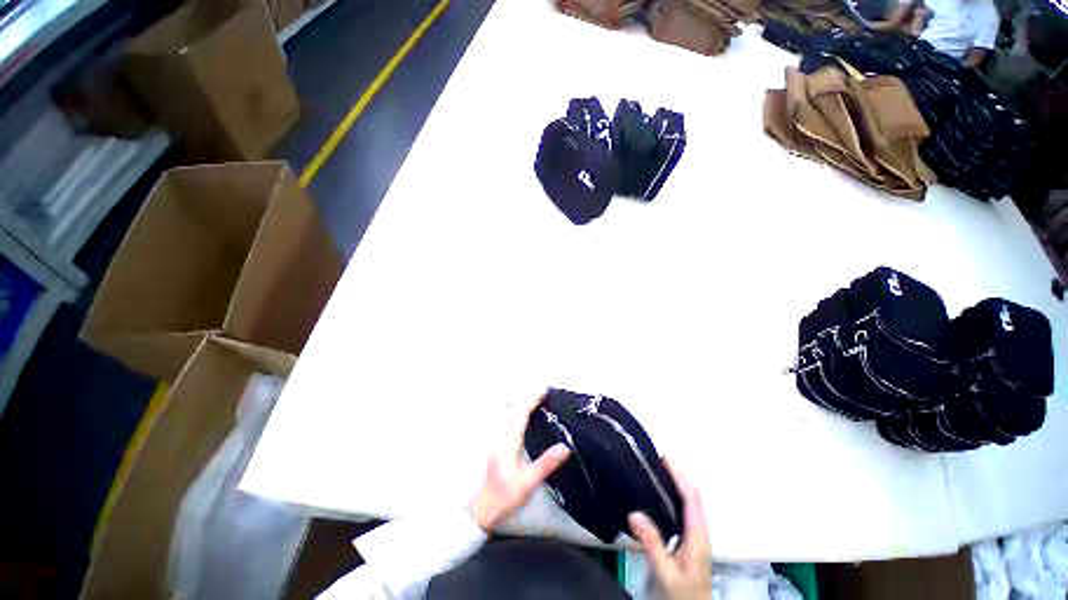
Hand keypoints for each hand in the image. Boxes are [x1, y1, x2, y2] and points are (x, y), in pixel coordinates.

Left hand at [471, 393, 570, 532]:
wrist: (481, 512)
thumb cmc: (505, 497)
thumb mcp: (529, 482)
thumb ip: (546, 463)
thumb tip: (565, 446)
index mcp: (509, 444)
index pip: (521, 415)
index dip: (532, 400)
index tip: (543, 390)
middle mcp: (499, 438)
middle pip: (511, 411)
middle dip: (525, 399)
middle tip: (540, 396)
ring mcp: (494, 443)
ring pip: (505, 416)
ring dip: (518, 406)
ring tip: (532, 404)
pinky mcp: (493, 448)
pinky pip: (503, 423)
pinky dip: (513, 415)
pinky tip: (519, 421)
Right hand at [628, 459, 710, 599]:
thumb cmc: (681, 595)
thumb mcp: (664, 573)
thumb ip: (652, 544)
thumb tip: (635, 514)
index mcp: (697, 538)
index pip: (692, 499)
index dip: (680, 476)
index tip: (665, 459)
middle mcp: (699, 535)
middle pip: (694, 497)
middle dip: (678, 475)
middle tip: (658, 460)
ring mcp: (696, 539)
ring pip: (690, 504)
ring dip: (677, 485)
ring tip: (659, 472)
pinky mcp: (690, 544)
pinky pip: (685, 512)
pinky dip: (675, 497)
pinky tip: (661, 497)